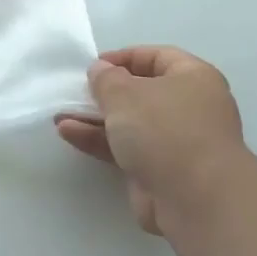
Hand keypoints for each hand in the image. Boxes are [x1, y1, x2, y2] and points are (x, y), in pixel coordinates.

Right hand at [55, 46, 246, 233]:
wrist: (195, 198)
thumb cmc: (164, 129)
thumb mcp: (125, 93)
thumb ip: (106, 78)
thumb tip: (101, 70)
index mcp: (193, 78)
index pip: (157, 57)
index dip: (124, 57)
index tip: (93, 66)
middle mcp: (189, 107)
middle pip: (141, 92)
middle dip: (105, 92)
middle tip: (76, 92)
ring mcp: (175, 141)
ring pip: (130, 123)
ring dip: (95, 118)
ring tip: (61, 116)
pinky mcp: (160, 170)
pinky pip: (125, 148)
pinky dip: (99, 140)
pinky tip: (69, 134)